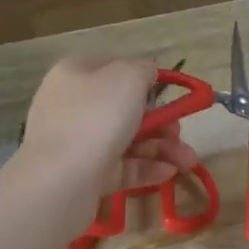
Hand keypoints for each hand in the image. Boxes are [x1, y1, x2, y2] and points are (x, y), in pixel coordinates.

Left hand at [20, 57, 200, 199]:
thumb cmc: (96, 118)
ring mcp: (77, 142)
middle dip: (161, 121)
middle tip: (180, 132)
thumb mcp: (127, 78)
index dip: (142, 78)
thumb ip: (143, 69)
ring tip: (187, 161)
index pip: (113, 67)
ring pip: (127, 140)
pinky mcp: (85, 174)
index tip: (168, 92)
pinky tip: (170, 173)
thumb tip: (147, 73)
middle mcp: (73, 105)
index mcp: (76, 74)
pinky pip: (121, 167)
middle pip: (124, 108)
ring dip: (162, 148)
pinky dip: (147, 168)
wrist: (60, 181)